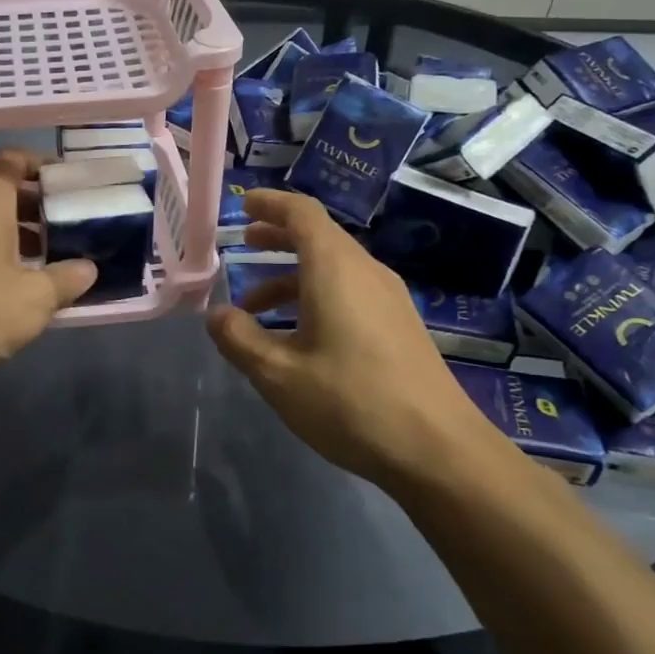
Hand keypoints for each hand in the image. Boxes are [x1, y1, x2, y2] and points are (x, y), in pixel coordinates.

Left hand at [0, 149, 95, 383]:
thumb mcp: (37, 296)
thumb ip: (66, 278)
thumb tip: (88, 269)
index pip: (11, 161)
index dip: (40, 163)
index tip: (67, 181)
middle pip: (3, 193)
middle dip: (38, 204)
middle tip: (70, 223)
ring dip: (23, 234)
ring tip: (54, 257)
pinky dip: (4, 255)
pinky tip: (24, 285)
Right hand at [206, 189, 522, 497]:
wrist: (438, 449)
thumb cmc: (350, 402)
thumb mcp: (278, 374)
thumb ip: (239, 339)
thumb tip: (216, 315)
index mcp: (335, 269)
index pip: (302, 213)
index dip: (270, 204)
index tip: (243, 205)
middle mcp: (365, 272)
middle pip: (319, 237)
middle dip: (278, 237)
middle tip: (244, 242)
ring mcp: (388, 299)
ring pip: (333, 269)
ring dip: (291, 277)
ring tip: (254, 307)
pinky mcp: (399, 326)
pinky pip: (349, 292)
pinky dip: (315, 297)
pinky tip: (297, 337)